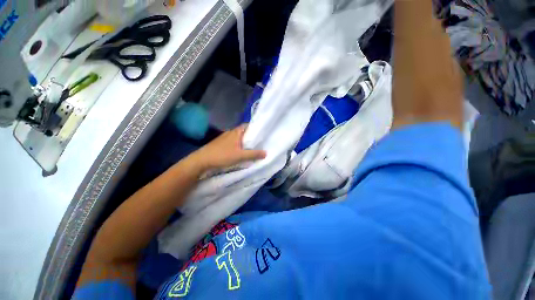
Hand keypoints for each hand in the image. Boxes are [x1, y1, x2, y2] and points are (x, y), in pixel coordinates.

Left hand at [189, 124, 266, 171]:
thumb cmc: (222, 155)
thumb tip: (266, 153)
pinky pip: (233, 143)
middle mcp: (230, 133)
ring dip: (244, 142)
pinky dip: (239, 146)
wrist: (201, 161)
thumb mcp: (240, 156)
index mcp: (236, 132)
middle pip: (243, 132)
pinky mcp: (221, 145)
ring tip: (252, 148)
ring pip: (238, 138)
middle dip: (251, 137)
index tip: (262, 134)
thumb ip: (253, 154)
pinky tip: (241, 152)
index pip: (247, 125)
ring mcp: (224, 138)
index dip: (255, 128)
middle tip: (260, 142)